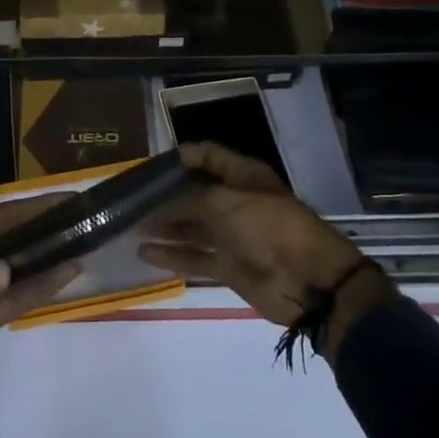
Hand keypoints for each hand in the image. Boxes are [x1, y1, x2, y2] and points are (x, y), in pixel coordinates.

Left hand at [0, 196, 78, 437]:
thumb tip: (7, 273)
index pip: (1, 218)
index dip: (34, 209)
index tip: (69, 199)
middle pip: (17, 242)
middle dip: (50, 232)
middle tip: (91, 221)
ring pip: (21, 272)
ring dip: (51, 261)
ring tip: (89, 246)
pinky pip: (14, 304)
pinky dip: (38, 291)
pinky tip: (65, 278)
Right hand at [139, 142, 396, 355]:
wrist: (309, 281)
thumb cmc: (268, 226)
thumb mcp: (223, 203)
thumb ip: (186, 200)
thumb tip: (155, 202)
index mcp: (242, 175)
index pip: (204, 155)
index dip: (177, 157)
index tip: (145, 165)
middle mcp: (235, 201)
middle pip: (194, 193)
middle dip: (164, 196)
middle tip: (129, 199)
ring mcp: (232, 235)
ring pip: (191, 226)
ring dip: (164, 226)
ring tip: (129, 225)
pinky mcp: (229, 266)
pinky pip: (195, 257)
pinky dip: (171, 255)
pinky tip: (144, 253)